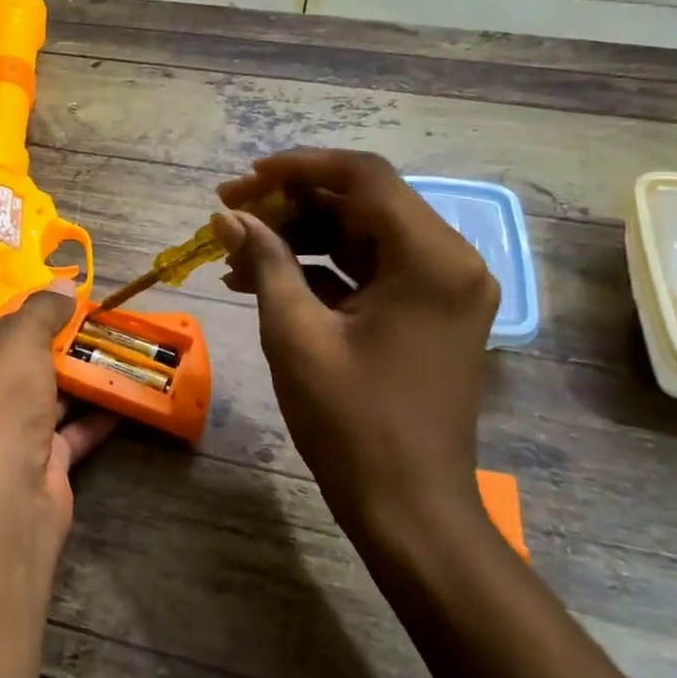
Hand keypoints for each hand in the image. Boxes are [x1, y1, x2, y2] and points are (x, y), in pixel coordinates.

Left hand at [0, 281, 117, 566]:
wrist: (4, 503)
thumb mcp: (16, 342)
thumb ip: (39, 311)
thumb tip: (62, 284)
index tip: (33, 296)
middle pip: (8, 366)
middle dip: (46, 344)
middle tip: (85, 317)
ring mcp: (0, 440)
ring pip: (41, 399)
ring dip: (75, 379)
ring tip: (112, 347)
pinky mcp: (35, 467)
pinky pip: (68, 434)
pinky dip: (94, 417)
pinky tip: (124, 395)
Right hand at [213, 150, 499, 562]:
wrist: (408, 509)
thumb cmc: (351, 423)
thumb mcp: (295, 334)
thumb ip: (265, 262)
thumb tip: (229, 216)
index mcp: (430, 257)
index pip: (364, 176)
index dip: (297, 168)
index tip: (243, 181)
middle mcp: (448, 261)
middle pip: (362, 203)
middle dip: (291, 204)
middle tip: (228, 215)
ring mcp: (441, 290)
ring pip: (361, 237)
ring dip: (299, 238)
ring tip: (234, 253)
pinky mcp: (426, 315)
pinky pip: (369, 273)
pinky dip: (319, 271)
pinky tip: (263, 280)